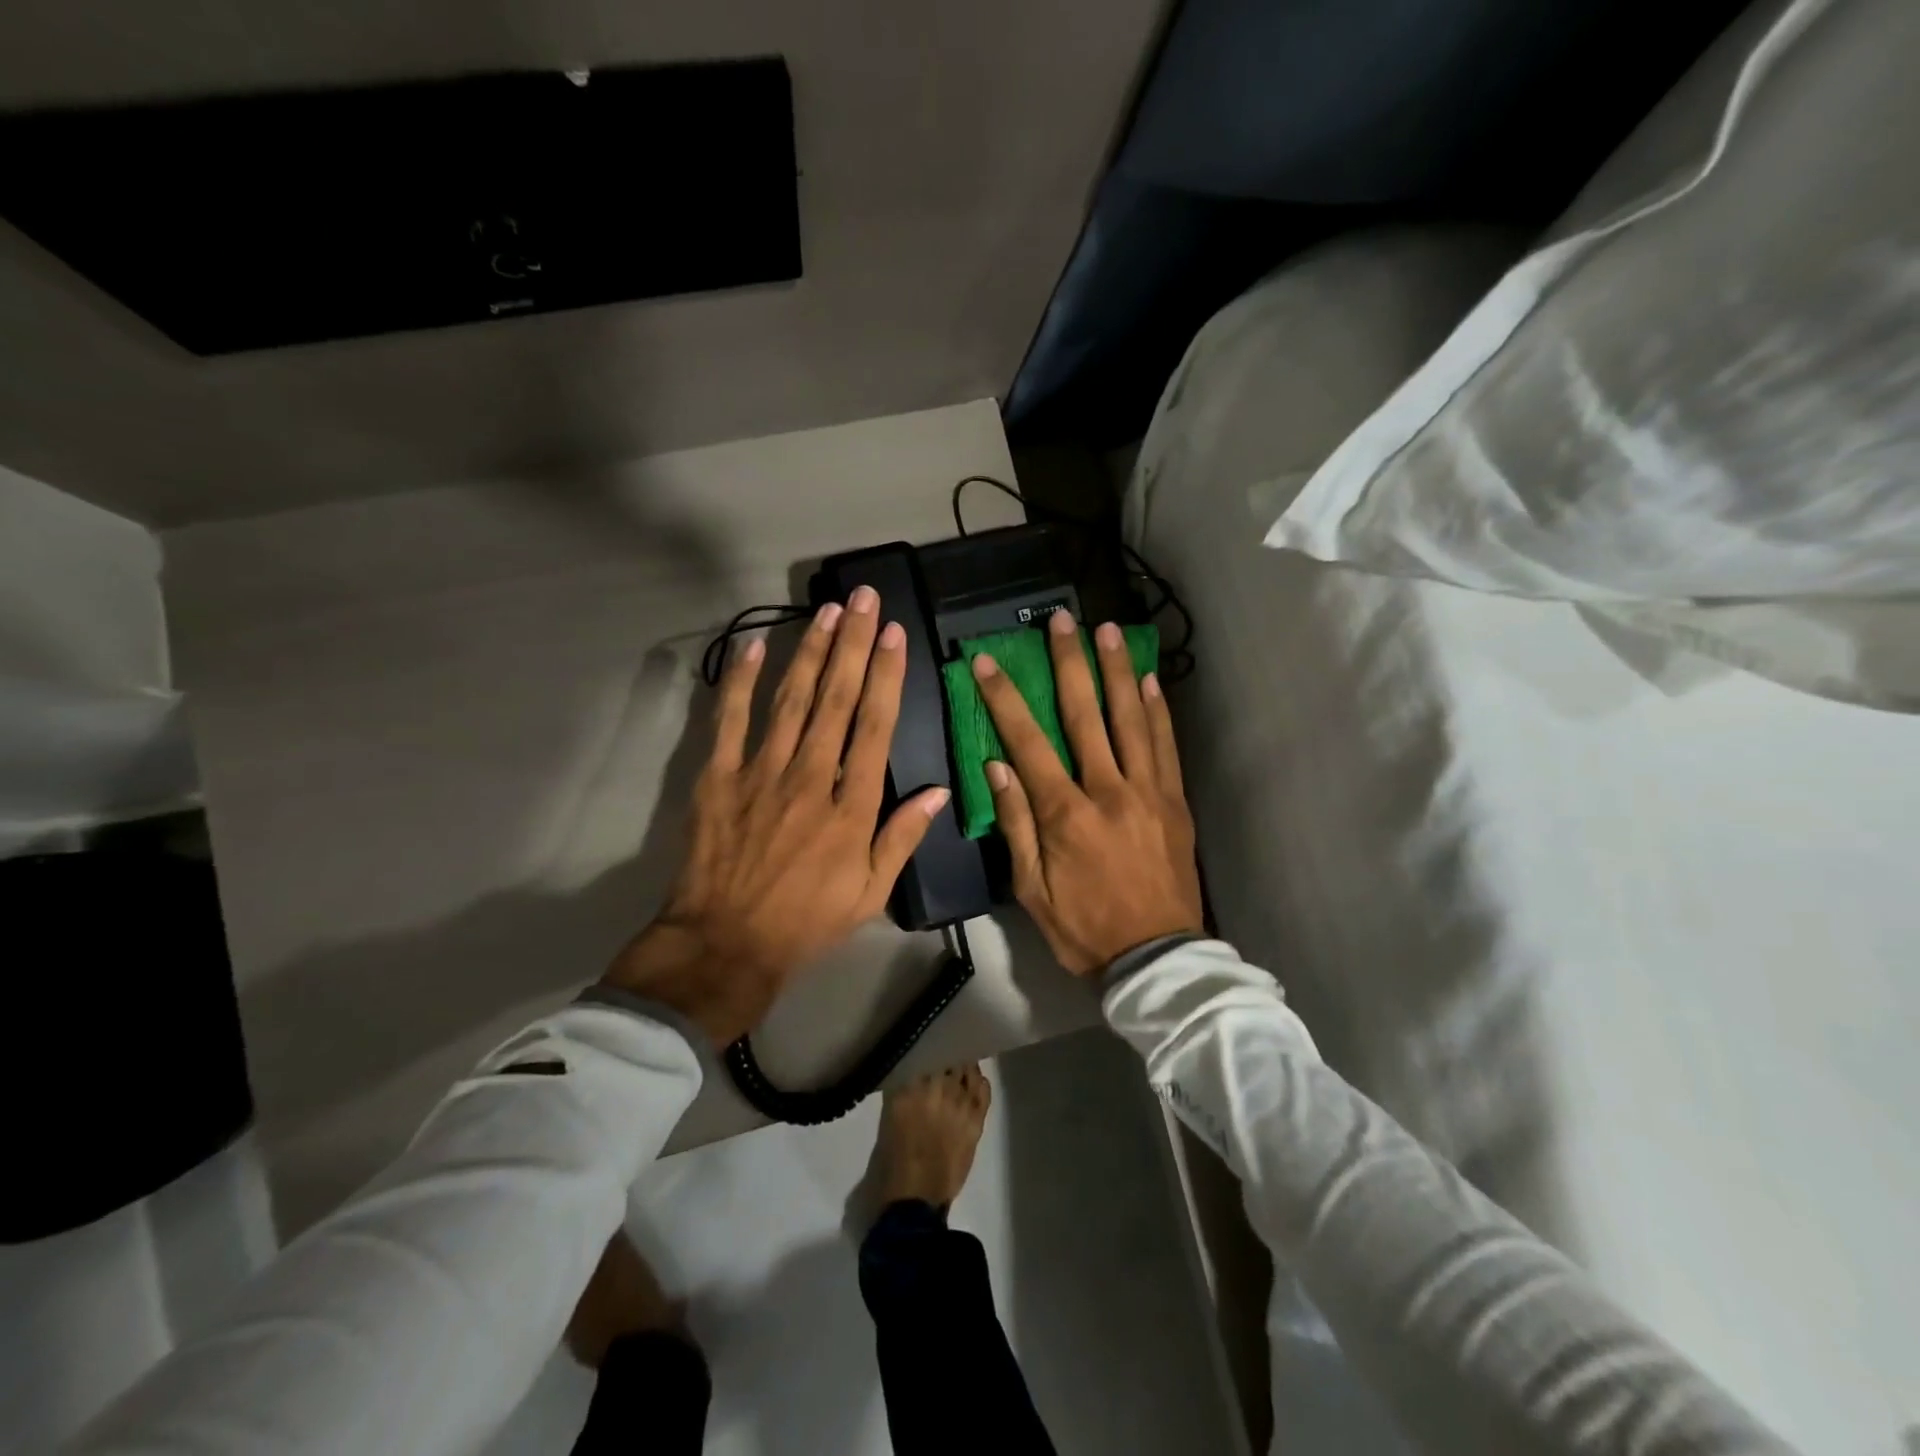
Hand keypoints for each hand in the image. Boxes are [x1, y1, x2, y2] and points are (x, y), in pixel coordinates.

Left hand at [604, 587, 949, 1044]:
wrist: (727, 941)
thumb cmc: (808, 920)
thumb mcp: (871, 891)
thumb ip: (903, 836)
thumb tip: (941, 791)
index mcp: (851, 804)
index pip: (875, 725)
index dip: (886, 675)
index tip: (894, 635)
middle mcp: (811, 776)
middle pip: (837, 698)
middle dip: (854, 644)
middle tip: (865, 599)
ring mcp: (761, 771)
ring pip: (792, 698)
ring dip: (811, 651)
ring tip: (829, 612)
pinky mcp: (720, 776)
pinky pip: (731, 719)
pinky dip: (739, 680)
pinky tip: (752, 645)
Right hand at [972, 611, 1202, 975]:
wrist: (1157, 957)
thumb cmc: (1083, 927)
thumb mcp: (1031, 889)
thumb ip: (1015, 823)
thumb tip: (996, 765)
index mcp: (1066, 814)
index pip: (1028, 742)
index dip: (1005, 698)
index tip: (988, 661)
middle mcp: (1109, 790)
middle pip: (1085, 715)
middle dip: (1069, 663)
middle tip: (1061, 620)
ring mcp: (1148, 791)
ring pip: (1130, 719)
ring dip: (1117, 671)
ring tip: (1108, 630)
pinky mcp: (1175, 800)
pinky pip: (1165, 746)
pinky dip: (1156, 710)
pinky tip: (1148, 680)